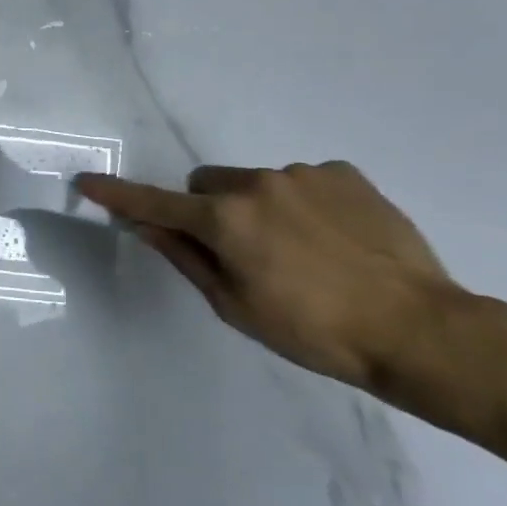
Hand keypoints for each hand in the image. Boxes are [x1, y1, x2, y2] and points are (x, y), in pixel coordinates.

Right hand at [75, 163, 456, 388]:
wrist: (418, 329)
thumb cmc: (314, 332)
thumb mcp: (235, 305)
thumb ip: (185, 257)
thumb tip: (147, 226)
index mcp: (225, 219)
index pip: (156, 203)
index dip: (118, 195)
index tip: (87, 182)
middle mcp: (258, 183)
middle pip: (207, 184)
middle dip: (207, 209)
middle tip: (238, 251)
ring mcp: (304, 173)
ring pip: (255, 183)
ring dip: (258, 208)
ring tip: (301, 253)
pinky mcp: (345, 173)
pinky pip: (301, 181)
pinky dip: (301, 204)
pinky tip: (333, 240)